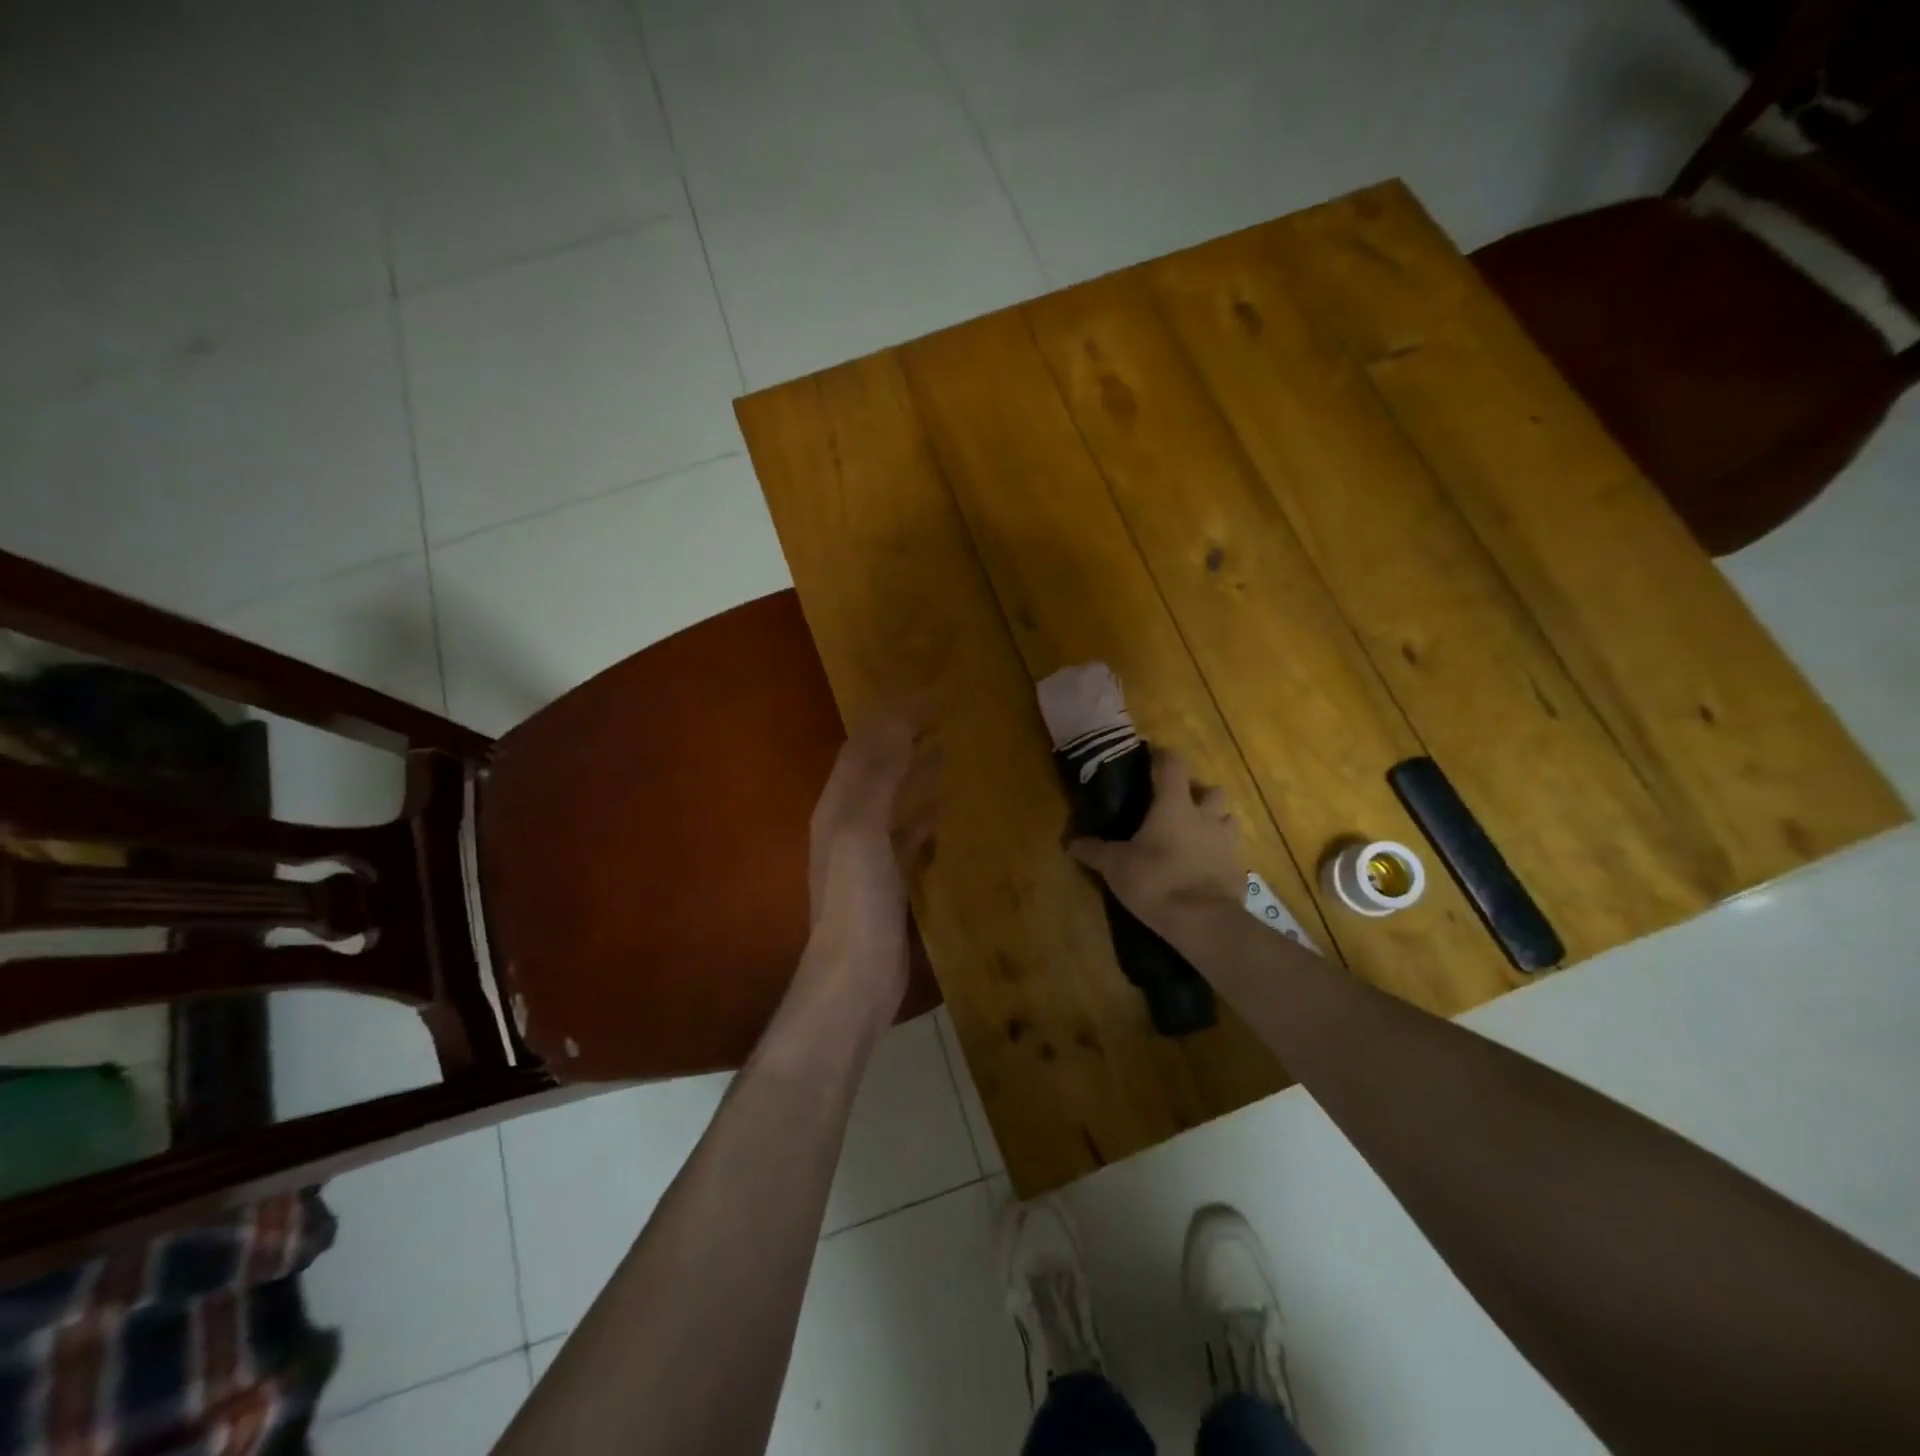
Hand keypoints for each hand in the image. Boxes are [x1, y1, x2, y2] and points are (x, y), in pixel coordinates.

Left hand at [800, 706, 939, 1028]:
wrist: (856, 977)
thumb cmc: (858, 900)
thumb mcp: (863, 831)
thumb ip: (879, 777)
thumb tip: (898, 723)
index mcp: (837, 806)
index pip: (863, 747)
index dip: (891, 717)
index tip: (928, 695)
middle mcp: (847, 823)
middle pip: (876, 768)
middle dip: (903, 737)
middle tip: (941, 715)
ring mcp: (867, 854)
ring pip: (892, 799)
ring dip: (914, 771)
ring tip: (944, 750)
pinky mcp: (889, 880)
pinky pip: (908, 834)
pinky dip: (923, 814)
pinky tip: (945, 809)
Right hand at [1068, 749, 1241, 936]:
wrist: (1203, 922)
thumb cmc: (1156, 882)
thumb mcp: (1115, 867)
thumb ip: (1094, 851)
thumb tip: (1070, 842)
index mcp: (1174, 806)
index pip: (1173, 764)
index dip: (1162, 757)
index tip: (1150, 760)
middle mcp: (1206, 816)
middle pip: (1211, 790)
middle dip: (1197, 795)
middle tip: (1177, 808)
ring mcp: (1227, 842)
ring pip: (1227, 819)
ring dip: (1214, 822)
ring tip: (1195, 837)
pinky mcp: (1239, 869)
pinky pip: (1231, 851)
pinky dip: (1219, 854)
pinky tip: (1204, 868)